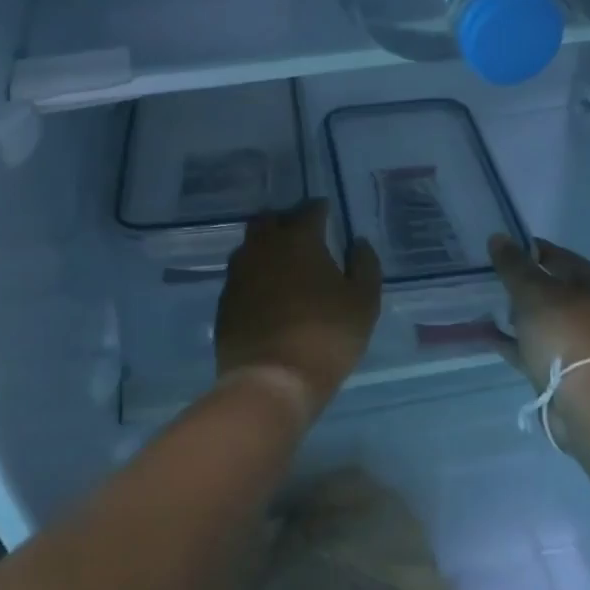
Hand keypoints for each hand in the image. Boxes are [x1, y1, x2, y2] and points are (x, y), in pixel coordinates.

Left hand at [216, 199, 381, 421]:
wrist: (272, 379)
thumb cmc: (327, 335)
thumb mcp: (364, 302)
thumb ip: (364, 265)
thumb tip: (357, 243)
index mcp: (298, 239)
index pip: (309, 210)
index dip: (320, 209)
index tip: (327, 212)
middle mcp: (262, 248)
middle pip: (269, 220)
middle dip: (285, 220)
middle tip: (301, 233)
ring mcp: (238, 274)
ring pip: (250, 247)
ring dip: (265, 247)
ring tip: (282, 262)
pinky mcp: (224, 301)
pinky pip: (240, 276)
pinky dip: (254, 276)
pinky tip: (265, 292)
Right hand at [487, 235, 589, 405]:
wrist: (584, 400)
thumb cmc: (563, 334)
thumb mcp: (533, 292)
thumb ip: (513, 265)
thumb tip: (498, 237)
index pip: (559, 256)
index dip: (529, 250)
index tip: (500, 250)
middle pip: (552, 289)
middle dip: (522, 284)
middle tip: (490, 278)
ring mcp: (580, 342)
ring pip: (543, 320)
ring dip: (517, 314)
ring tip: (487, 305)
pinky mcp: (566, 369)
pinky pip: (535, 347)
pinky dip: (514, 341)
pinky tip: (488, 336)